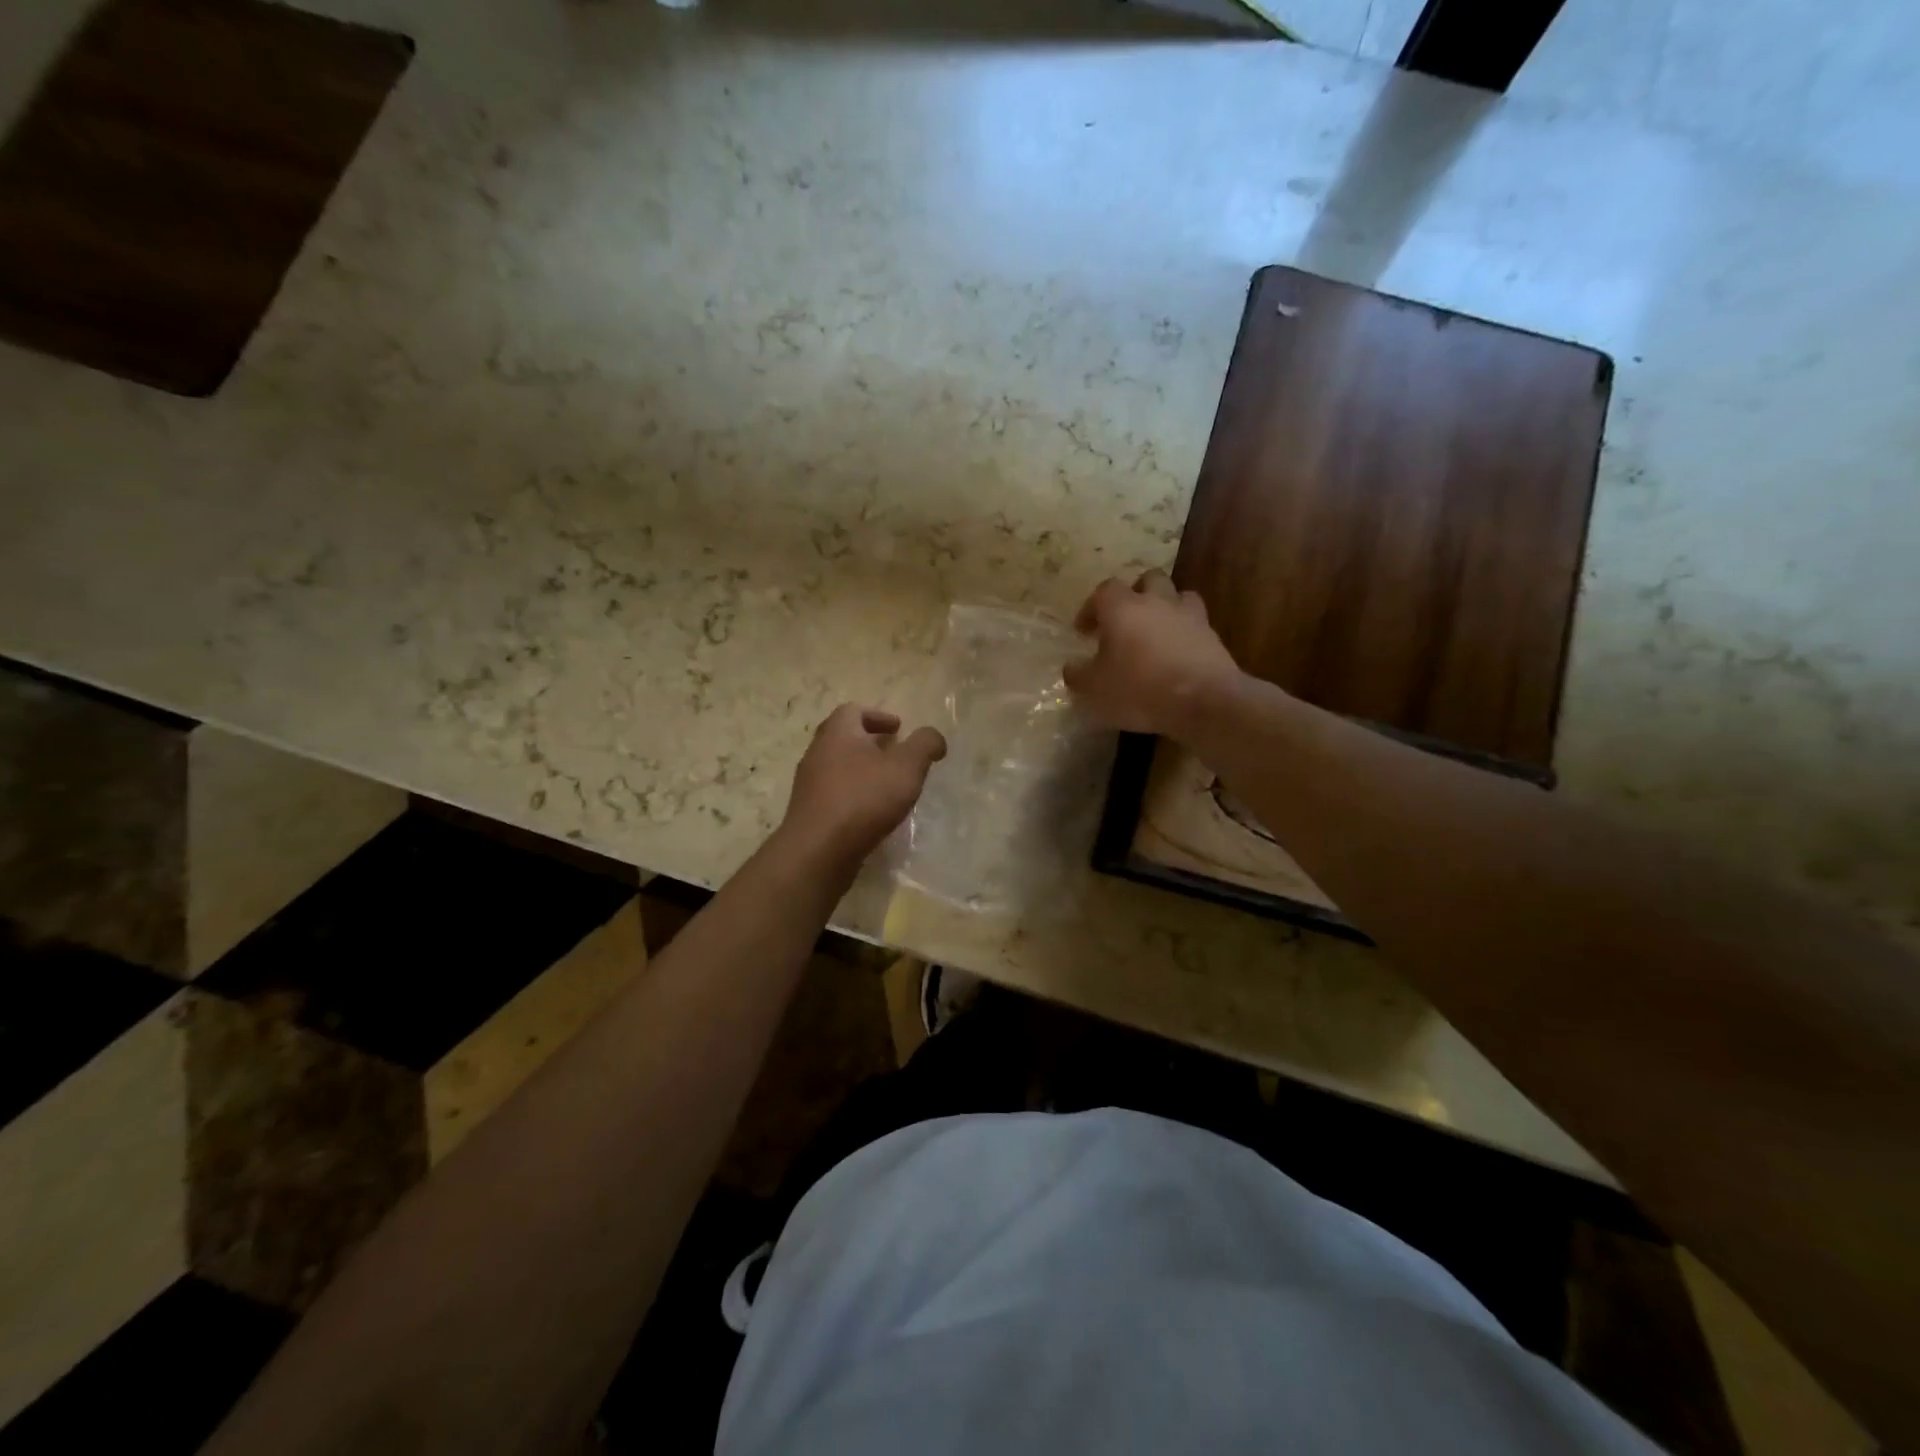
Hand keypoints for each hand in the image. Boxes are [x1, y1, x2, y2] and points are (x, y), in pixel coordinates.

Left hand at [779, 704, 947, 869]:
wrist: (818, 850)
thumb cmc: (863, 799)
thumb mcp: (906, 767)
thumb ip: (924, 745)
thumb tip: (933, 737)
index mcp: (838, 733)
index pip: (853, 710)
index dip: (878, 716)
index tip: (899, 729)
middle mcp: (817, 752)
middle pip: (843, 738)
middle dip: (871, 742)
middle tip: (895, 753)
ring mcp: (809, 784)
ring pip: (838, 766)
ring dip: (862, 769)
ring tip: (887, 785)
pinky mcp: (809, 812)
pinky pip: (833, 793)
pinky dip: (853, 793)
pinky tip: (871, 812)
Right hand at [1064, 570, 1243, 737]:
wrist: (1204, 701)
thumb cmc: (1139, 689)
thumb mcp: (1094, 690)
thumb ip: (1078, 675)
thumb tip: (1072, 667)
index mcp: (1122, 608)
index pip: (1103, 591)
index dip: (1091, 608)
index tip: (1084, 631)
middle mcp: (1157, 602)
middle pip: (1147, 579)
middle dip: (1134, 594)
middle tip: (1124, 620)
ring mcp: (1189, 616)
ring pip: (1177, 596)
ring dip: (1165, 607)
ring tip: (1155, 632)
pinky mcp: (1212, 636)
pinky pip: (1196, 624)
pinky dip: (1185, 632)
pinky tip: (1177, 654)